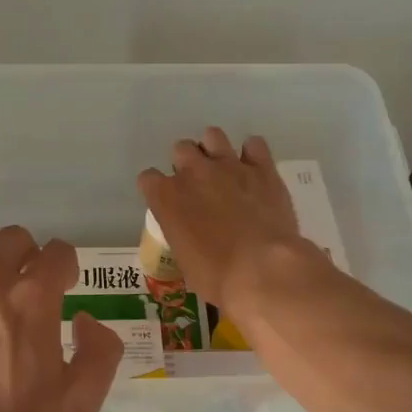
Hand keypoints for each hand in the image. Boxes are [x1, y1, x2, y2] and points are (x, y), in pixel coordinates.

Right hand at [137, 127, 311, 312]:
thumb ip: (182, 234)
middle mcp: (194, 173)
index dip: (157, 190)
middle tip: (198, 187)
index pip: (148, 178)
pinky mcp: (262, 168)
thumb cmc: (216, 276)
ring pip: (213, 135)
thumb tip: (191, 234)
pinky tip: (253, 171)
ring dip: (214, 150)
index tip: (167, 203)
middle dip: (186, 164)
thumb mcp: (184, 260)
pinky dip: (252, 155)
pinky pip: (254, 144)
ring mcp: (229, 166)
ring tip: (223, 171)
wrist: (262, 269)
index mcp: (167, 197)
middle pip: (180, 149)